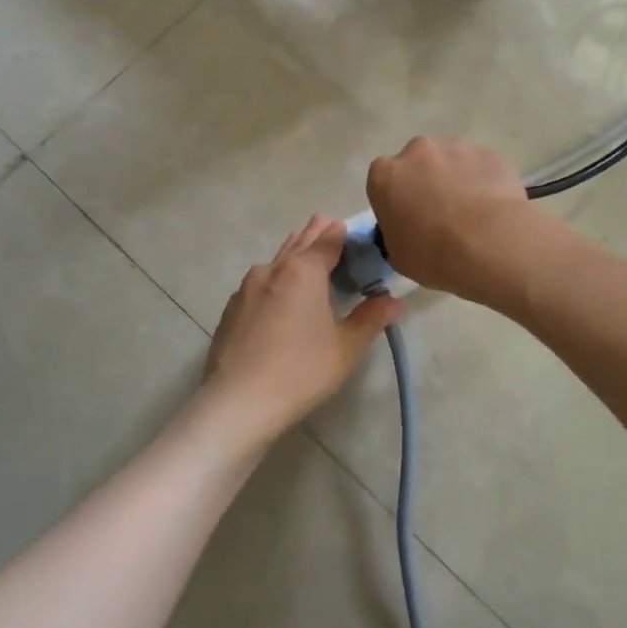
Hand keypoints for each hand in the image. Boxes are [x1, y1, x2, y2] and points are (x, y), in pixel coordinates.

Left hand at [201, 215, 402, 444]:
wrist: (238, 402)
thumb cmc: (301, 371)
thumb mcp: (346, 348)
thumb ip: (371, 319)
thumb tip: (393, 301)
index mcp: (304, 270)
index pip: (328, 239)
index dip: (342, 232)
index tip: (353, 230)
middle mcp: (273, 269)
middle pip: (299, 243)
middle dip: (316, 234)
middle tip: (329, 225)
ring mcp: (247, 288)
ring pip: (276, 262)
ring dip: (293, 255)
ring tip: (306, 254)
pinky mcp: (232, 308)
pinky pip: (260, 284)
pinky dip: (275, 279)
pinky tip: (279, 295)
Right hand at [365, 137, 541, 307]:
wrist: (490, 244)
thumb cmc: (434, 255)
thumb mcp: (398, 256)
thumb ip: (395, 234)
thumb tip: (407, 230)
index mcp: (385, 176)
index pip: (383, 182)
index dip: (396, 201)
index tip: (408, 220)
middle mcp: (417, 151)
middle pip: (417, 164)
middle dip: (425, 183)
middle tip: (440, 215)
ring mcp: (455, 147)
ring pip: (450, 161)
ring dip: (455, 179)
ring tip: (472, 213)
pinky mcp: (488, 153)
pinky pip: (479, 167)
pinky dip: (482, 181)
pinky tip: (493, 208)